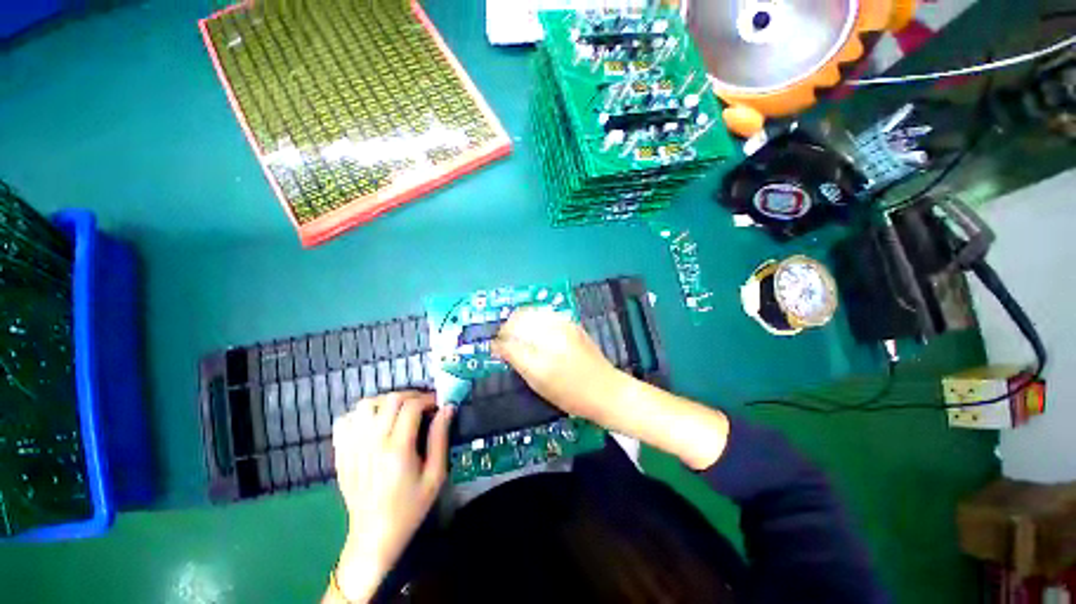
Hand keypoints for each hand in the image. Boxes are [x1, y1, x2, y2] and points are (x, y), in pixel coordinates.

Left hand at [330, 391, 452, 601]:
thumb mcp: (435, 475)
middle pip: (390, 400)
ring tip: (399, 411)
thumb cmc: (410, 507)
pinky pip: (346, 420)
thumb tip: (448, 408)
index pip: (411, 406)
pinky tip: (374, 423)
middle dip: (411, 395)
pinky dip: (361, 414)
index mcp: (397, 449)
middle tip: (423, 405)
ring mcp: (353, 447)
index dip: (428, 398)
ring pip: (366, 405)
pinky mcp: (341, 453)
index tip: (437, 404)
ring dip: (386, 402)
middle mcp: (372, 443)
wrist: (373, 536)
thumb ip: (440, 438)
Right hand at [492, 306, 621, 423]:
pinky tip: (534, 330)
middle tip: (505, 341)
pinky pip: (545, 313)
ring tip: (518, 334)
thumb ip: (517, 361)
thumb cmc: (570, 394)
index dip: (499, 342)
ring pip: (531, 312)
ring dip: (519, 321)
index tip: (495, 348)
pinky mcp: (571, 323)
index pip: (510, 338)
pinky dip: (534, 318)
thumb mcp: (538, 383)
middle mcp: (552, 333)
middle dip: (507, 328)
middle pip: (519, 319)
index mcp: (542, 354)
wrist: (605, 389)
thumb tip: (499, 347)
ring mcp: (564, 325)